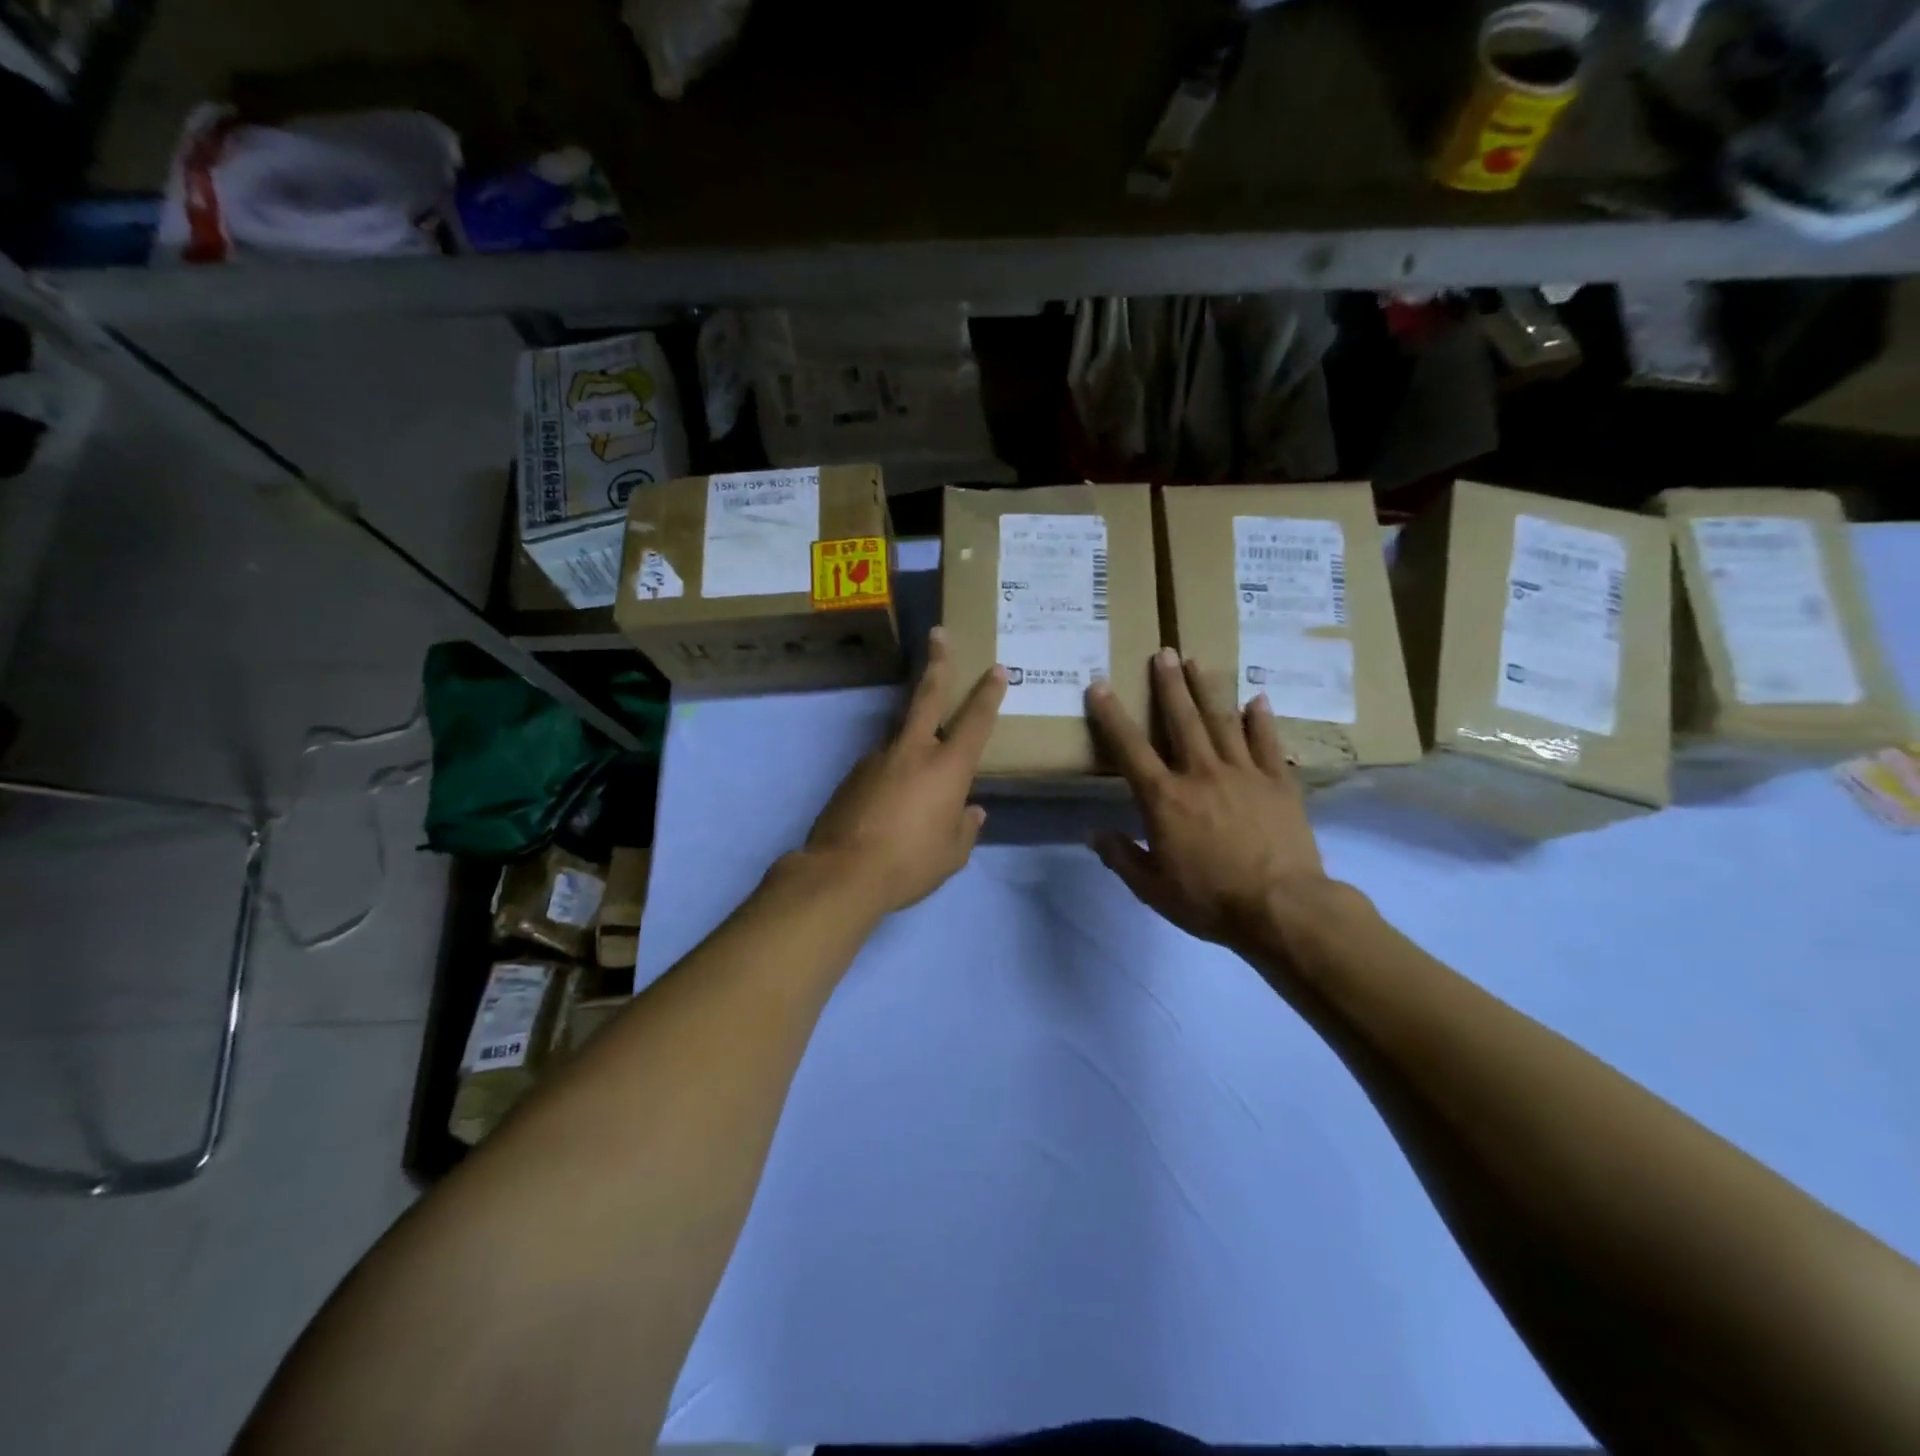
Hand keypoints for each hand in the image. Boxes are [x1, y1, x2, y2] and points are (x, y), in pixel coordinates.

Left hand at [804, 627, 1004, 915]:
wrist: (843, 873)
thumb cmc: (910, 864)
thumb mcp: (952, 854)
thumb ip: (965, 828)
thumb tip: (972, 812)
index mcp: (947, 768)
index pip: (975, 722)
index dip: (988, 694)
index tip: (996, 669)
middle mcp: (913, 752)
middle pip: (927, 696)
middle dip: (938, 663)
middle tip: (938, 633)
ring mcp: (878, 758)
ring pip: (900, 735)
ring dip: (912, 739)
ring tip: (915, 783)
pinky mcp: (853, 774)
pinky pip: (881, 766)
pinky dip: (891, 775)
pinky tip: (890, 804)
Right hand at [1086, 648, 1342, 957]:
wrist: (1283, 908)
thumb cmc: (1210, 900)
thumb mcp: (1153, 889)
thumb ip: (1122, 857)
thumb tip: (1093, 833)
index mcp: (1165, 799)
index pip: (1130, 749)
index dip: (1111, 715)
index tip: (1099, 684)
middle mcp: (1201, 774)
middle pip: (1181, 720)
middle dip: (1169, 684)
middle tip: (1162, 652)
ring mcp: (1244, 774)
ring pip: (1222, 721)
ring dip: (1207, 689)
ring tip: (1197, 661)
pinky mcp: (1279, 782)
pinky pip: (1267, 742)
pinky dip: (1262, 719)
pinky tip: (1258, 699)